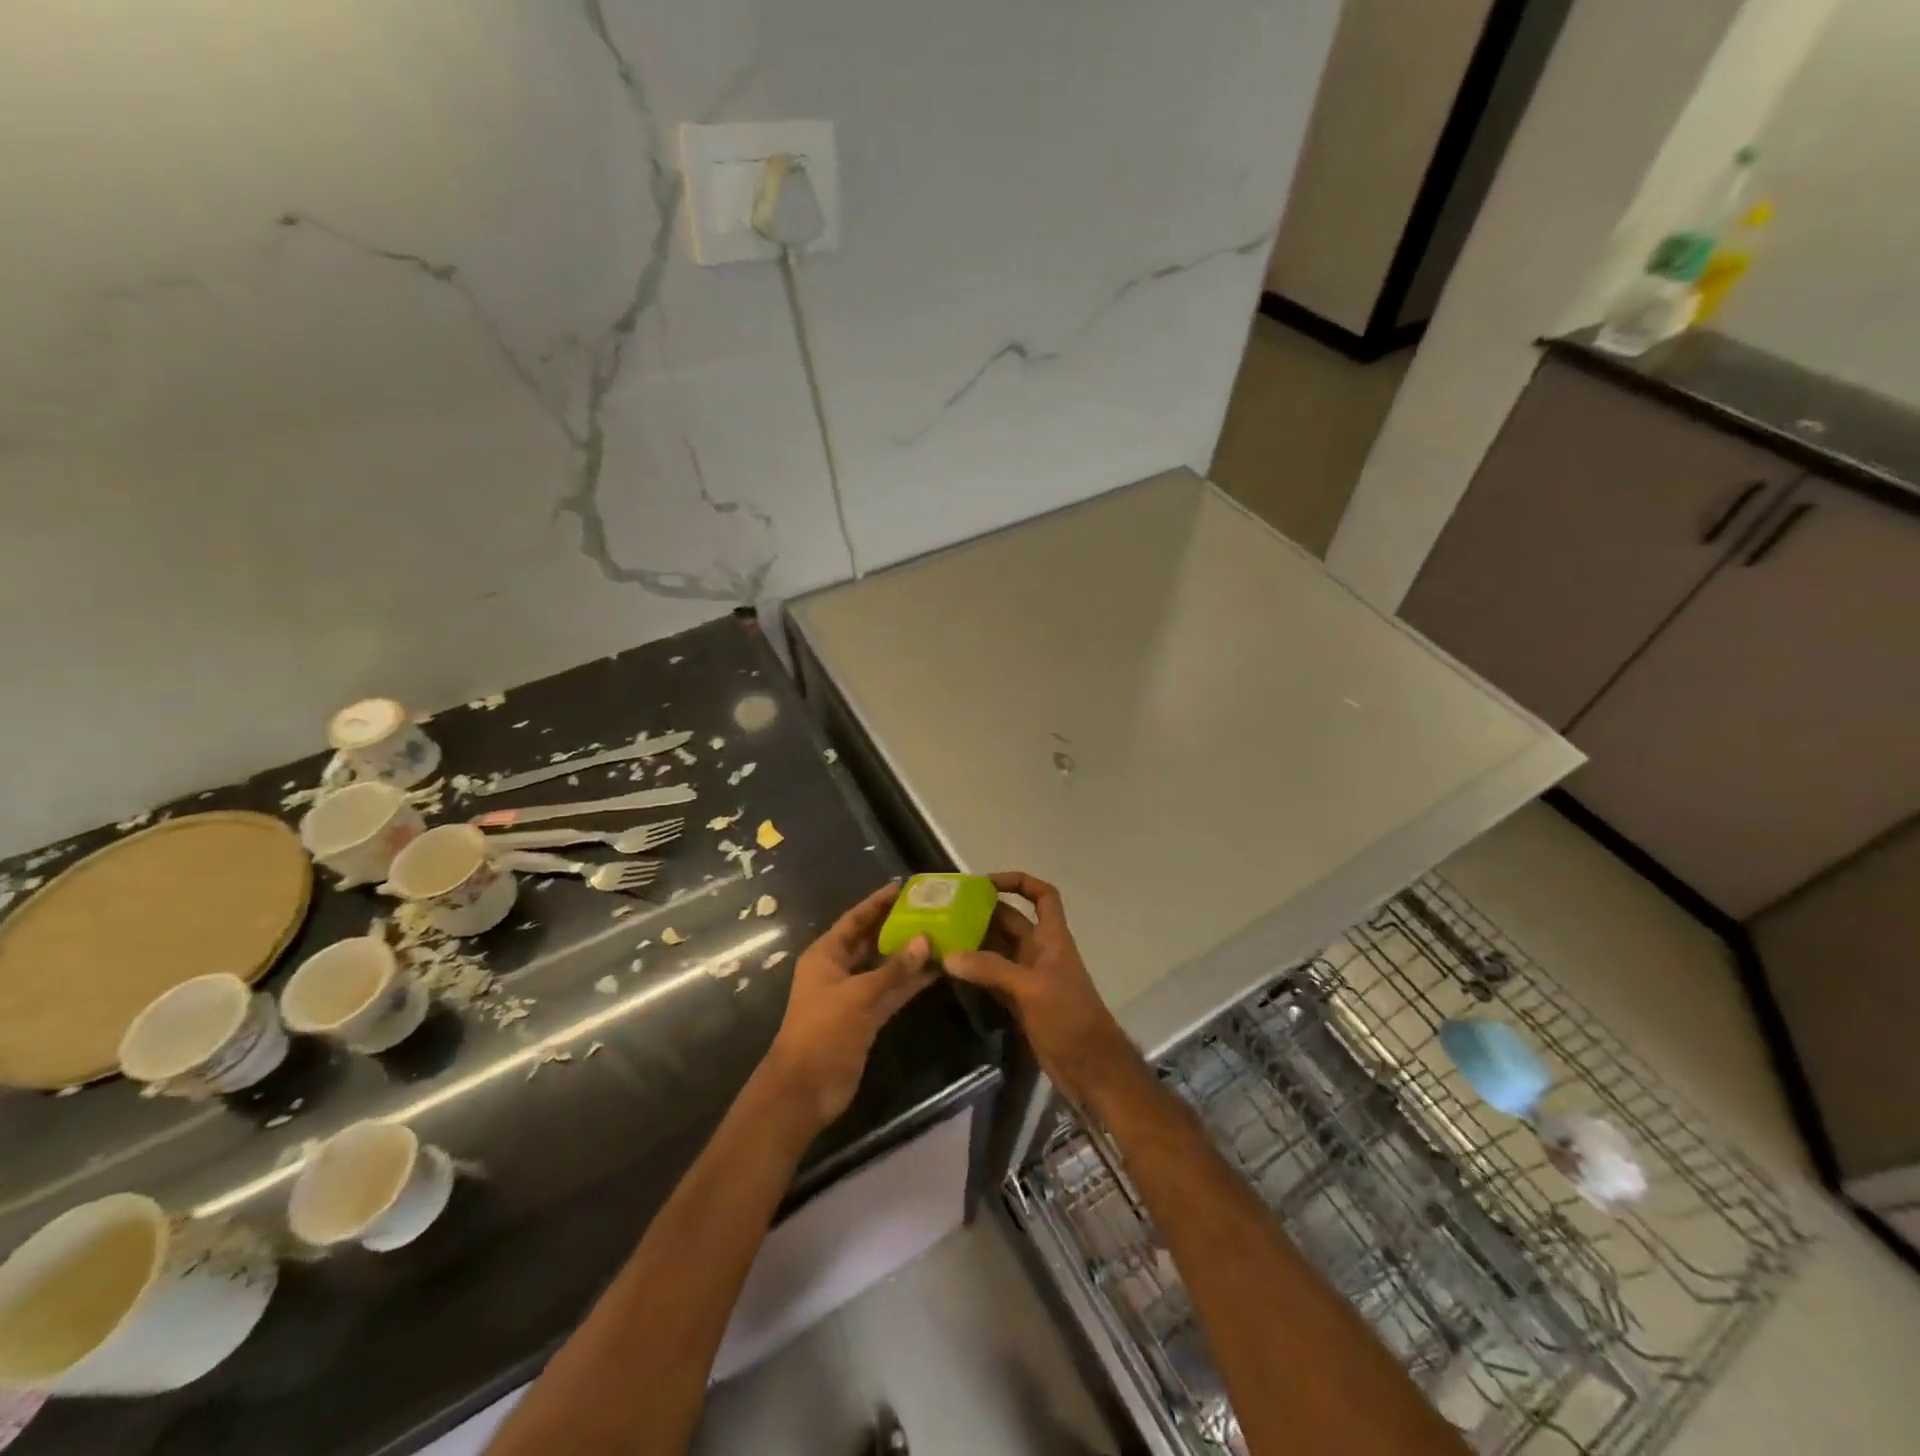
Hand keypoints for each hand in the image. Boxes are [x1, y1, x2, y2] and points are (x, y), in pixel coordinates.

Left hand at [763, 883, 935, 1130]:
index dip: (878, 903)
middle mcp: (839, 969)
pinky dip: (910, 982)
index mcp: (826, 955)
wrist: (805, 1090)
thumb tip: (925, 940)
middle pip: (871, 940)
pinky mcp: (866, 1017)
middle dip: (898, 926)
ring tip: (941, 936)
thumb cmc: (823, 1032)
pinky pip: (891, 991)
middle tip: (931, 910)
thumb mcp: (858, 996)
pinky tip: (936, 971)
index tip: (905, 887)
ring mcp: (853, 994)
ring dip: (909, 955)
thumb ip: (893, 969)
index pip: (855, 920)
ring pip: (884, 967)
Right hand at [945, 873, 1140, 1106]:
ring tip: (940, 937)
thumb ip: (991, 969)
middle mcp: (1039, 951)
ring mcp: (1028, 976)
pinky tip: (950, 970)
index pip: (1042, 895)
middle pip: (1011, 921)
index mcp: (1051, 937)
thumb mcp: (1030, 988)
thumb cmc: (1069, 1016)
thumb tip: (949, 955)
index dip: (1019, 882)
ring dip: (974, 943)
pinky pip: (992, 977)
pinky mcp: (1019, 1001)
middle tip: (946, 911)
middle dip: (982, 913)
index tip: (986, 882)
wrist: (1089, 1067)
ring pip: (998, 949)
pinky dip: (974, 972)